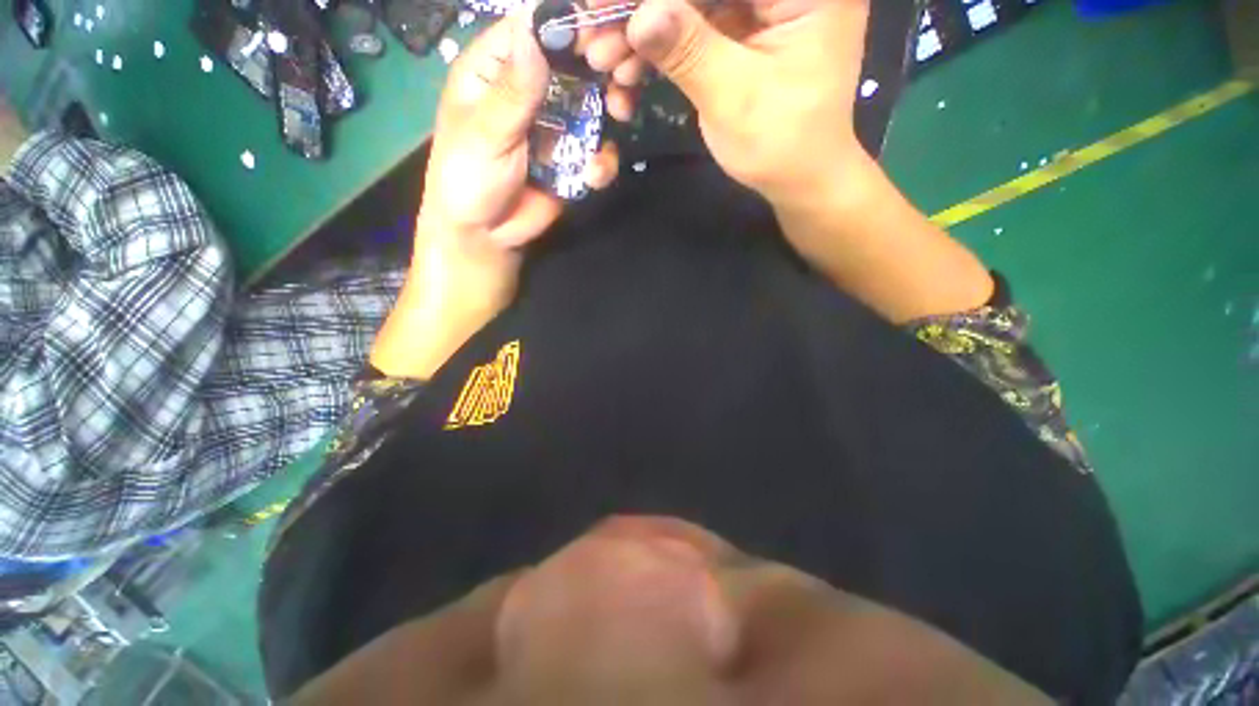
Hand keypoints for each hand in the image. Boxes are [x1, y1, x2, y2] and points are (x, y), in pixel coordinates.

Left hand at [373, 10, 618, 378]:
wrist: (486, 237)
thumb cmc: (468, 180)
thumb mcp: (485, 134)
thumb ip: (513, 90)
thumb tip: (534, 28)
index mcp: (496, 70)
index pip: (534, 27)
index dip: (567, 23)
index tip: (601, 30)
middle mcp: (530, 90)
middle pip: (573, 63)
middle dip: (600, 69)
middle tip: (620, 80)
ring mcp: (555, 126)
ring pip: (593, 104)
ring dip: (610, 112)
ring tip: (618, 118)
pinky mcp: (571, 160)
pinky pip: (596, 150)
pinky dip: (601, 160)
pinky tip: (593, 174)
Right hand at [624, 0, 871, 207]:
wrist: (798, 180)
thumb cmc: (781, 144)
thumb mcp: (735, 97)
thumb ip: (689, 50)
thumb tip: (639, 14)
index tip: (606, 3)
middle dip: (641, 8)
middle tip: (593, 31)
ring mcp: (759, 8)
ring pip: (688, 4)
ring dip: (640, 32)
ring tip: (603, 62)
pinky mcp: (739, 33)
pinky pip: (690, 29)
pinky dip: (656, 51)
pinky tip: (627, 77)